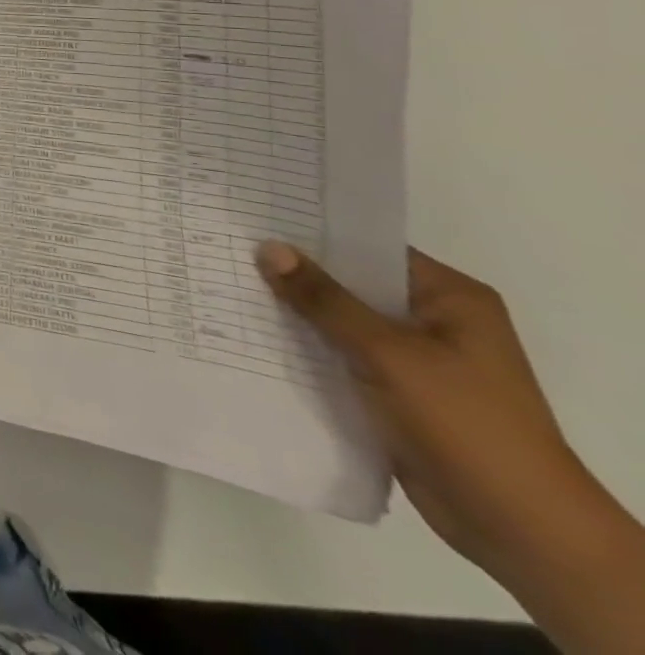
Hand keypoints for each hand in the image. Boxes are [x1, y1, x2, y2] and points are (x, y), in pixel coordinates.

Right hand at [258, 244, 640, 599]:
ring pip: (340, 320)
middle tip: (228, 245)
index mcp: (450, 299)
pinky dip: (305, 346)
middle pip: (351, 283)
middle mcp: (434, 320)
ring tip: (228, 282)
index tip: (254, 216)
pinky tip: (254, 331)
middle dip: (295, 273)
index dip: (312, 232)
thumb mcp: (388, 353)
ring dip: (295, 311)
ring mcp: (415, 359)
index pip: (369, 247)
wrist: (518, 530)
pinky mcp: (395, 391)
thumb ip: (325, 300)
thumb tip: (267, 248)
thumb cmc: (466, 425)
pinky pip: (340, 354)